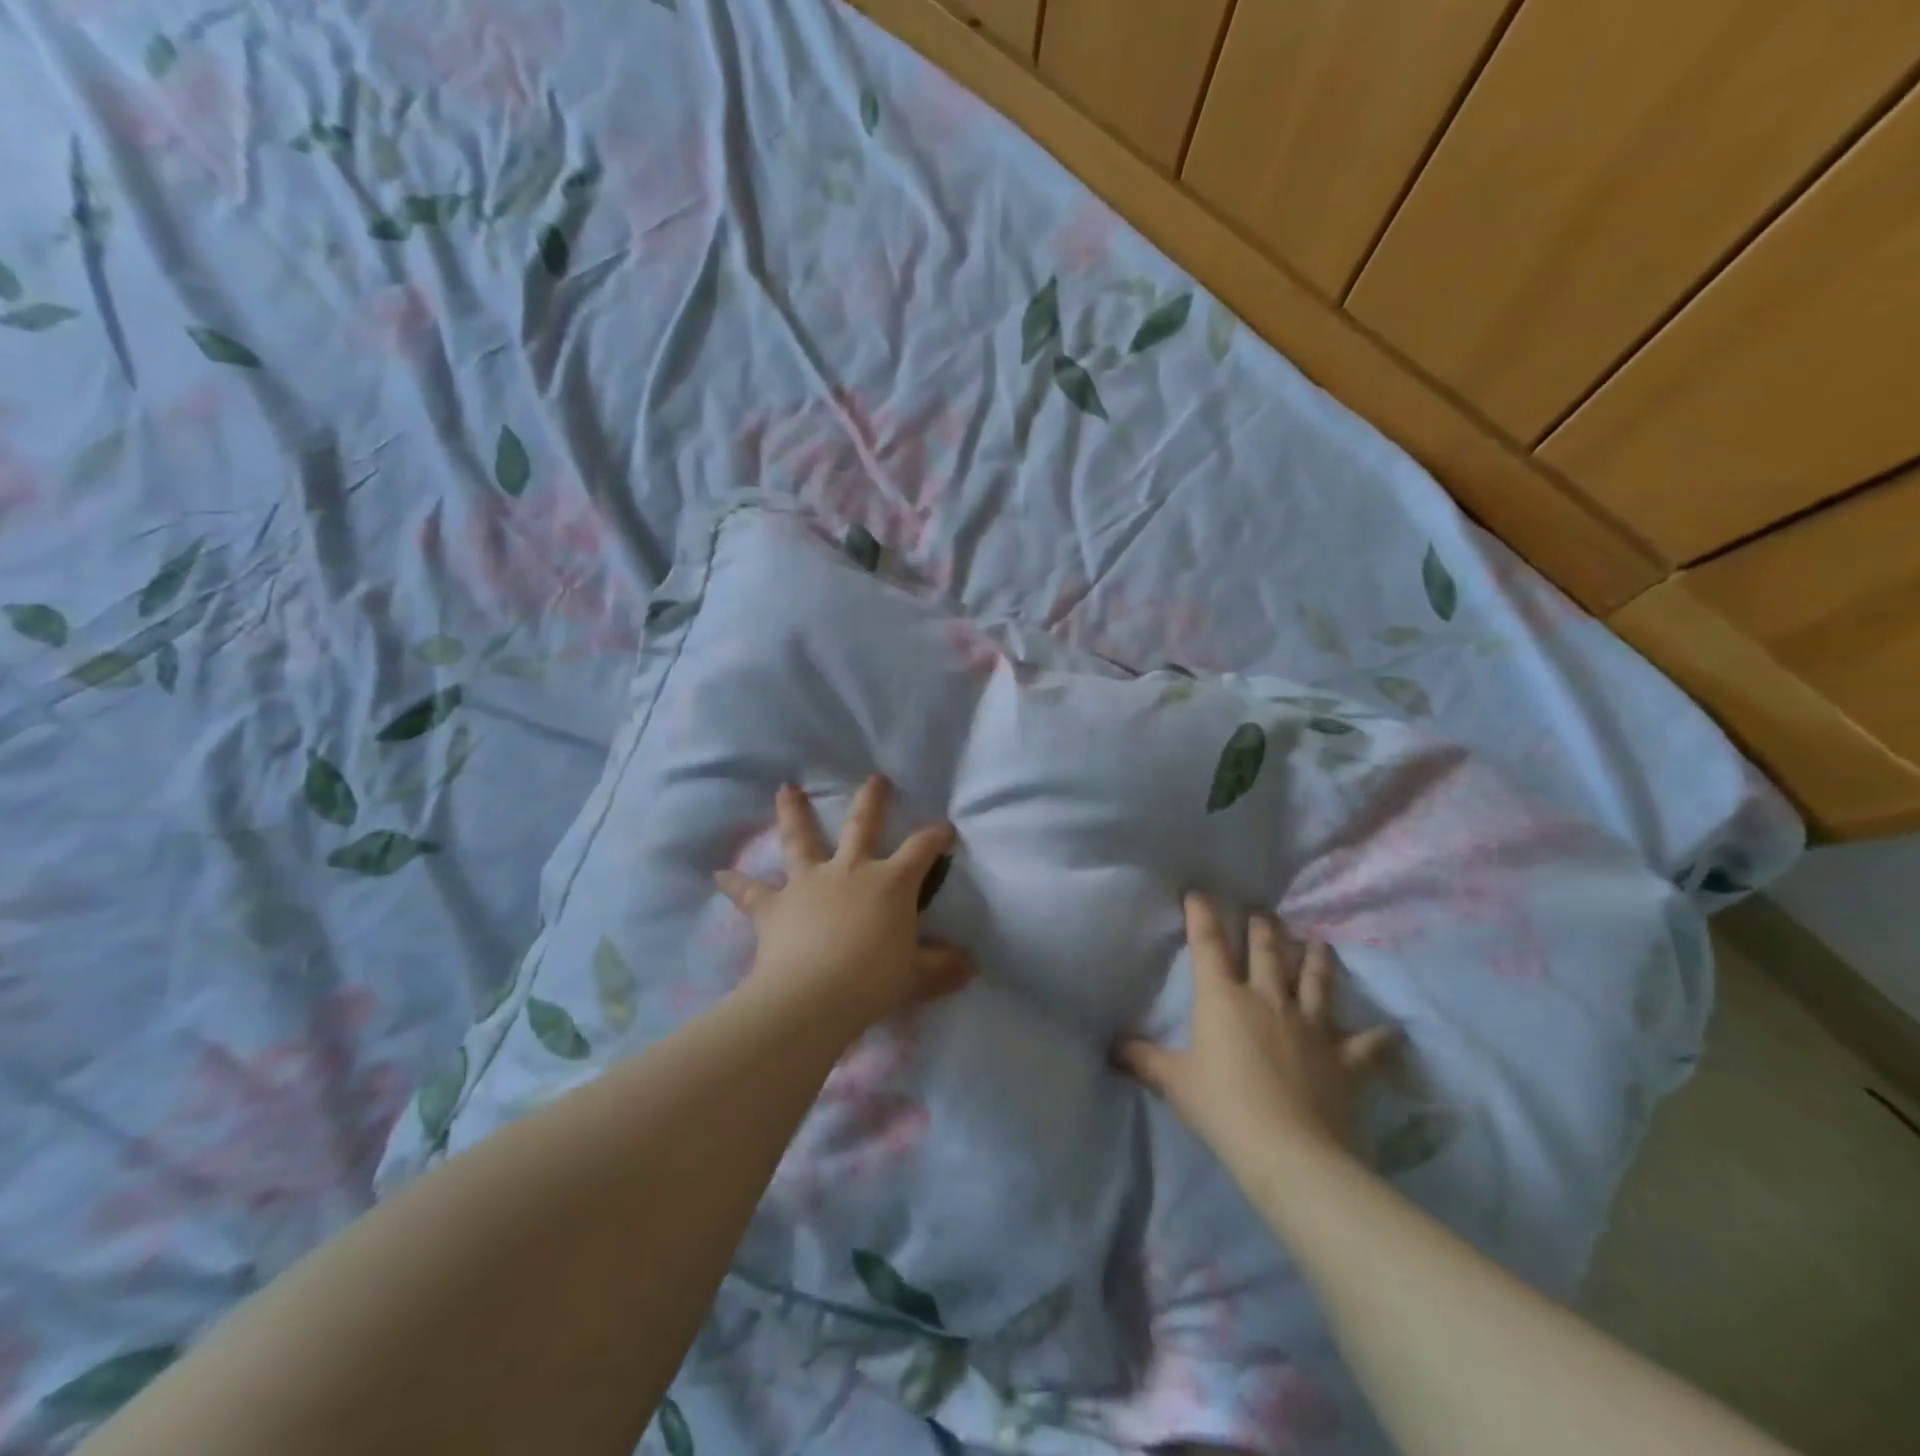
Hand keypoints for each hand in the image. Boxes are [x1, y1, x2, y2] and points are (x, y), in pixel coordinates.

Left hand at [716, 777, 972, 1030]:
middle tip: (875, 779)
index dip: (935, 836)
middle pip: (863, 825)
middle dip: (872, 800)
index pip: (921, 850)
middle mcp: (850, 870)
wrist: (812, 996)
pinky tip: (718, 874)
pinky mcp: (774, 906)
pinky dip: (735, 883)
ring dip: (794, 813)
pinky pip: (750, 892)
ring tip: (785, 789)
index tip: (945, 827)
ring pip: (801, 839)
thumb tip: (970, 965)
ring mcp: (809, 883)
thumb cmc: (873, 980)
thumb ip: (942, 967)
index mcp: (890, 883)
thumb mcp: (916, 976)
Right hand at [1118, 894, 1399, 1170]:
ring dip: (1317, 961)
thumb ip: (1142, 1059)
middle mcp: (1268, 1000)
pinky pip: (1367, 1045)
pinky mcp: (1345, 1060)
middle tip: (1264, 914)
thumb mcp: (1173, 1082)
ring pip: (1315, 982)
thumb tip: (1112, 1045)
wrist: (1290, 1153)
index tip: (1200, 893)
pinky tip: (1393, 1031)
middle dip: (1264, 929)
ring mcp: (1311, 1027)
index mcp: (1224, 999)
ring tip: (1319, 943)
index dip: (1202, 916)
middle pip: (1267, 953)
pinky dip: (1380, 1038)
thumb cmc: (1223, 1108)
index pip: (1209, 945)